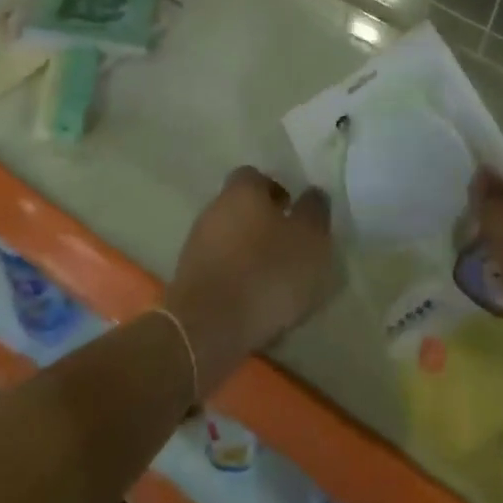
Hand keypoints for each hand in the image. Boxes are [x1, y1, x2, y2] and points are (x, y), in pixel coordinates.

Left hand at [163, 167, 334, 395]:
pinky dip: (236, 278)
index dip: (277, 191)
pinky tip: (254, 301)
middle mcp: (214, 209)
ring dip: (249, 252)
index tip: (294, 213)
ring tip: (275, 280)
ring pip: (230, 239)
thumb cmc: (268, 272)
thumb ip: (314, 212)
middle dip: (263, 223)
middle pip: (241, 207)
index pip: (257, 176)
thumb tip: (312, 194)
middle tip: (289, 246)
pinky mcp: (188, 278)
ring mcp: (196, 244)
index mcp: (242, 190)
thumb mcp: (310, 239)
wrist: (209, 326)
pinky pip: (220, 268)